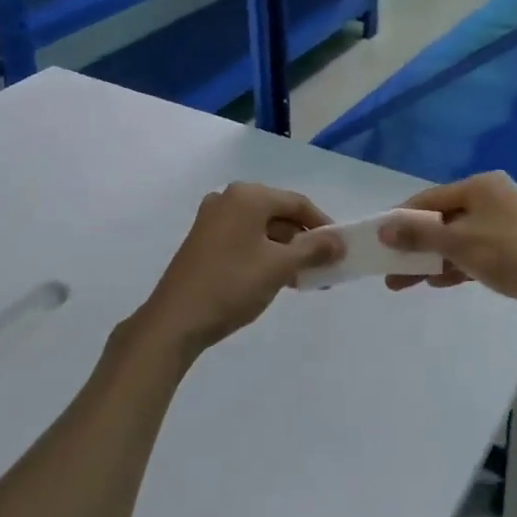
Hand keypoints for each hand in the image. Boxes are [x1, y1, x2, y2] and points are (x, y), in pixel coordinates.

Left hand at [135, 183, 339, 356]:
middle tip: (323, 266)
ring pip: (261, 228)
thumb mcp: (279, 267)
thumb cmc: (232, 284)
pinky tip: (275, 278)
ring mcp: (212, 219)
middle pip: (278, 213)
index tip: (340, 249)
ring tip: (303, 278)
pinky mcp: (203, 240)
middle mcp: (228, 199)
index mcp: (248, 196)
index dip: (322, 224)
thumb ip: (313, 249)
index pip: (297, 203)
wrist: (176, 320)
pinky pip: (244, 238)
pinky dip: (263, 253)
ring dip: (285, 250)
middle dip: (303, 240)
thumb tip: (340, 241)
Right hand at [379, 171, 516, 320]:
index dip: (401, 219)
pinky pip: (474, 252)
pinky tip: (436, 281)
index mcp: (479, 186)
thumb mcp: (460, 245)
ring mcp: (504, 222)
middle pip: (442, 220)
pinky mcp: (513, 247)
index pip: (428, 199)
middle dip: (415, 245)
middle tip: (389, 267)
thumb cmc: (512, 255)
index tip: (379, 239)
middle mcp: (490, 198)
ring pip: (457, 239)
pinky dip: (455, 264)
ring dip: (431, 258)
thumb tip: (383, 228)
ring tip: (404, 282)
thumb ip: (420, 236)